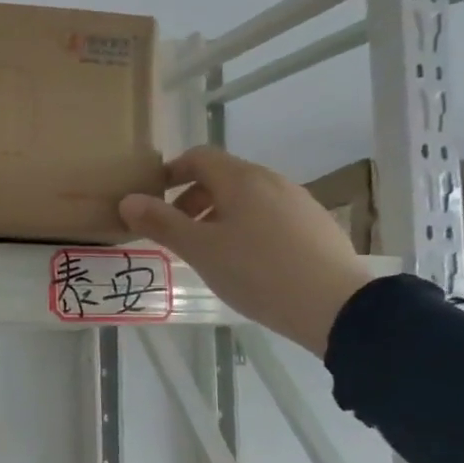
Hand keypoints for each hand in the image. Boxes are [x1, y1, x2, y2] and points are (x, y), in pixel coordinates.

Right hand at [119, 146, 377, 355]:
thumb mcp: (199, 249)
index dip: (171, 172)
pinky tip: (247, 263)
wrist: (335, 305)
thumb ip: (161, 222)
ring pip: (247, 198)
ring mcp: (298, 202)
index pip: (198, 157)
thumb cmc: (257, 271)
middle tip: (175, 233)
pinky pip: (269, 216)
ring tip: (209, 252)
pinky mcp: (315, 226)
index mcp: (241, 179)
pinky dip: (246, 228)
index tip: (152, 198)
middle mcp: (271, 181)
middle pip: (223, 177)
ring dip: (218, 215)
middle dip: (192, 199)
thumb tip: (128, 200)